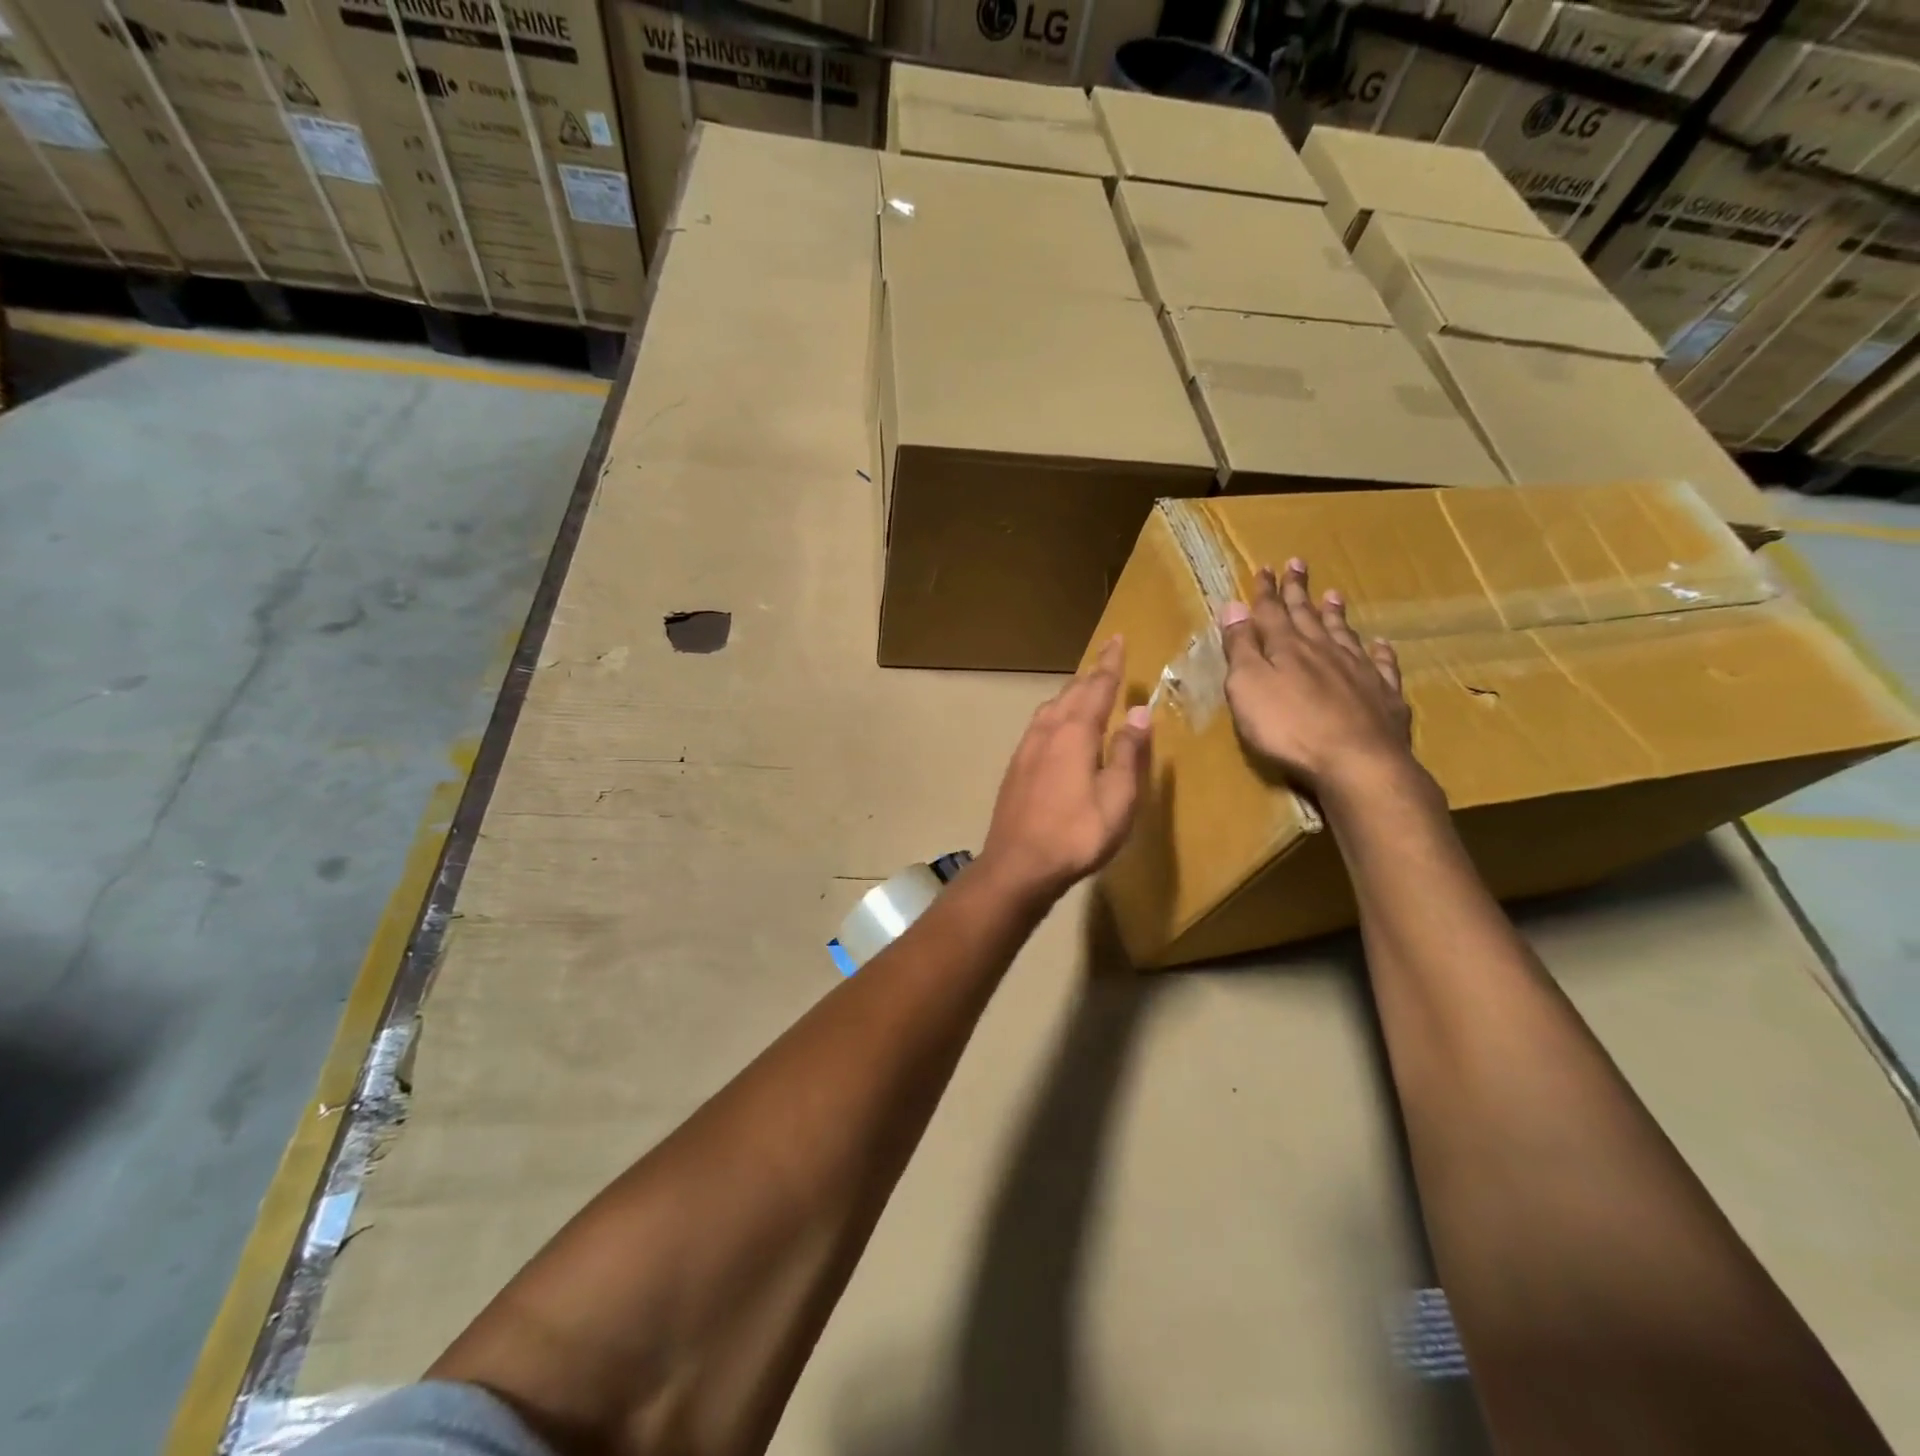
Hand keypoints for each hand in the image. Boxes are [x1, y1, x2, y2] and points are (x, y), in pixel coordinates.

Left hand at [978, 637, 1151, 904]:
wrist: (1017, 865)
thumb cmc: (1076, 834)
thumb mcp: (1118, 798)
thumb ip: (1128, 753)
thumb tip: (1138, 712)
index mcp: (1075, 733)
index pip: (1097, 687)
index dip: (1110, 663)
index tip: (1118, 639)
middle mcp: (1047, 731)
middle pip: (1071, 693)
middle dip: (1091, 674)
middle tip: (1107, 659)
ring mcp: (1026, 749)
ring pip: (1050, 707)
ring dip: (1071, 693)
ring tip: (1085, 689)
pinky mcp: (1015, 768)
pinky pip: (1039, 726)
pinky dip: (1055, 714)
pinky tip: (1057, 728)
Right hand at [1221, 559, 1413, 793]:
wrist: (1357, 761)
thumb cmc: (1289, 727)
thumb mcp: (1248, 687)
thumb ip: (1241, 647)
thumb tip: (1233, 605)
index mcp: (1287, 648)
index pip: (1271, 612)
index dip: (1266, 591)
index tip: (1265, 568)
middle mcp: (1324, 651)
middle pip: (1308, 615)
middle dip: (1299, 591)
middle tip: (1298, 564)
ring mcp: (1359, 671)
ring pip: (1344, 634)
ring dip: (1335, 614)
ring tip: (1334, 595)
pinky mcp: (1384, 696)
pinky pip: (1382, 665)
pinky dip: (1379, 652)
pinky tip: (1381, 644)